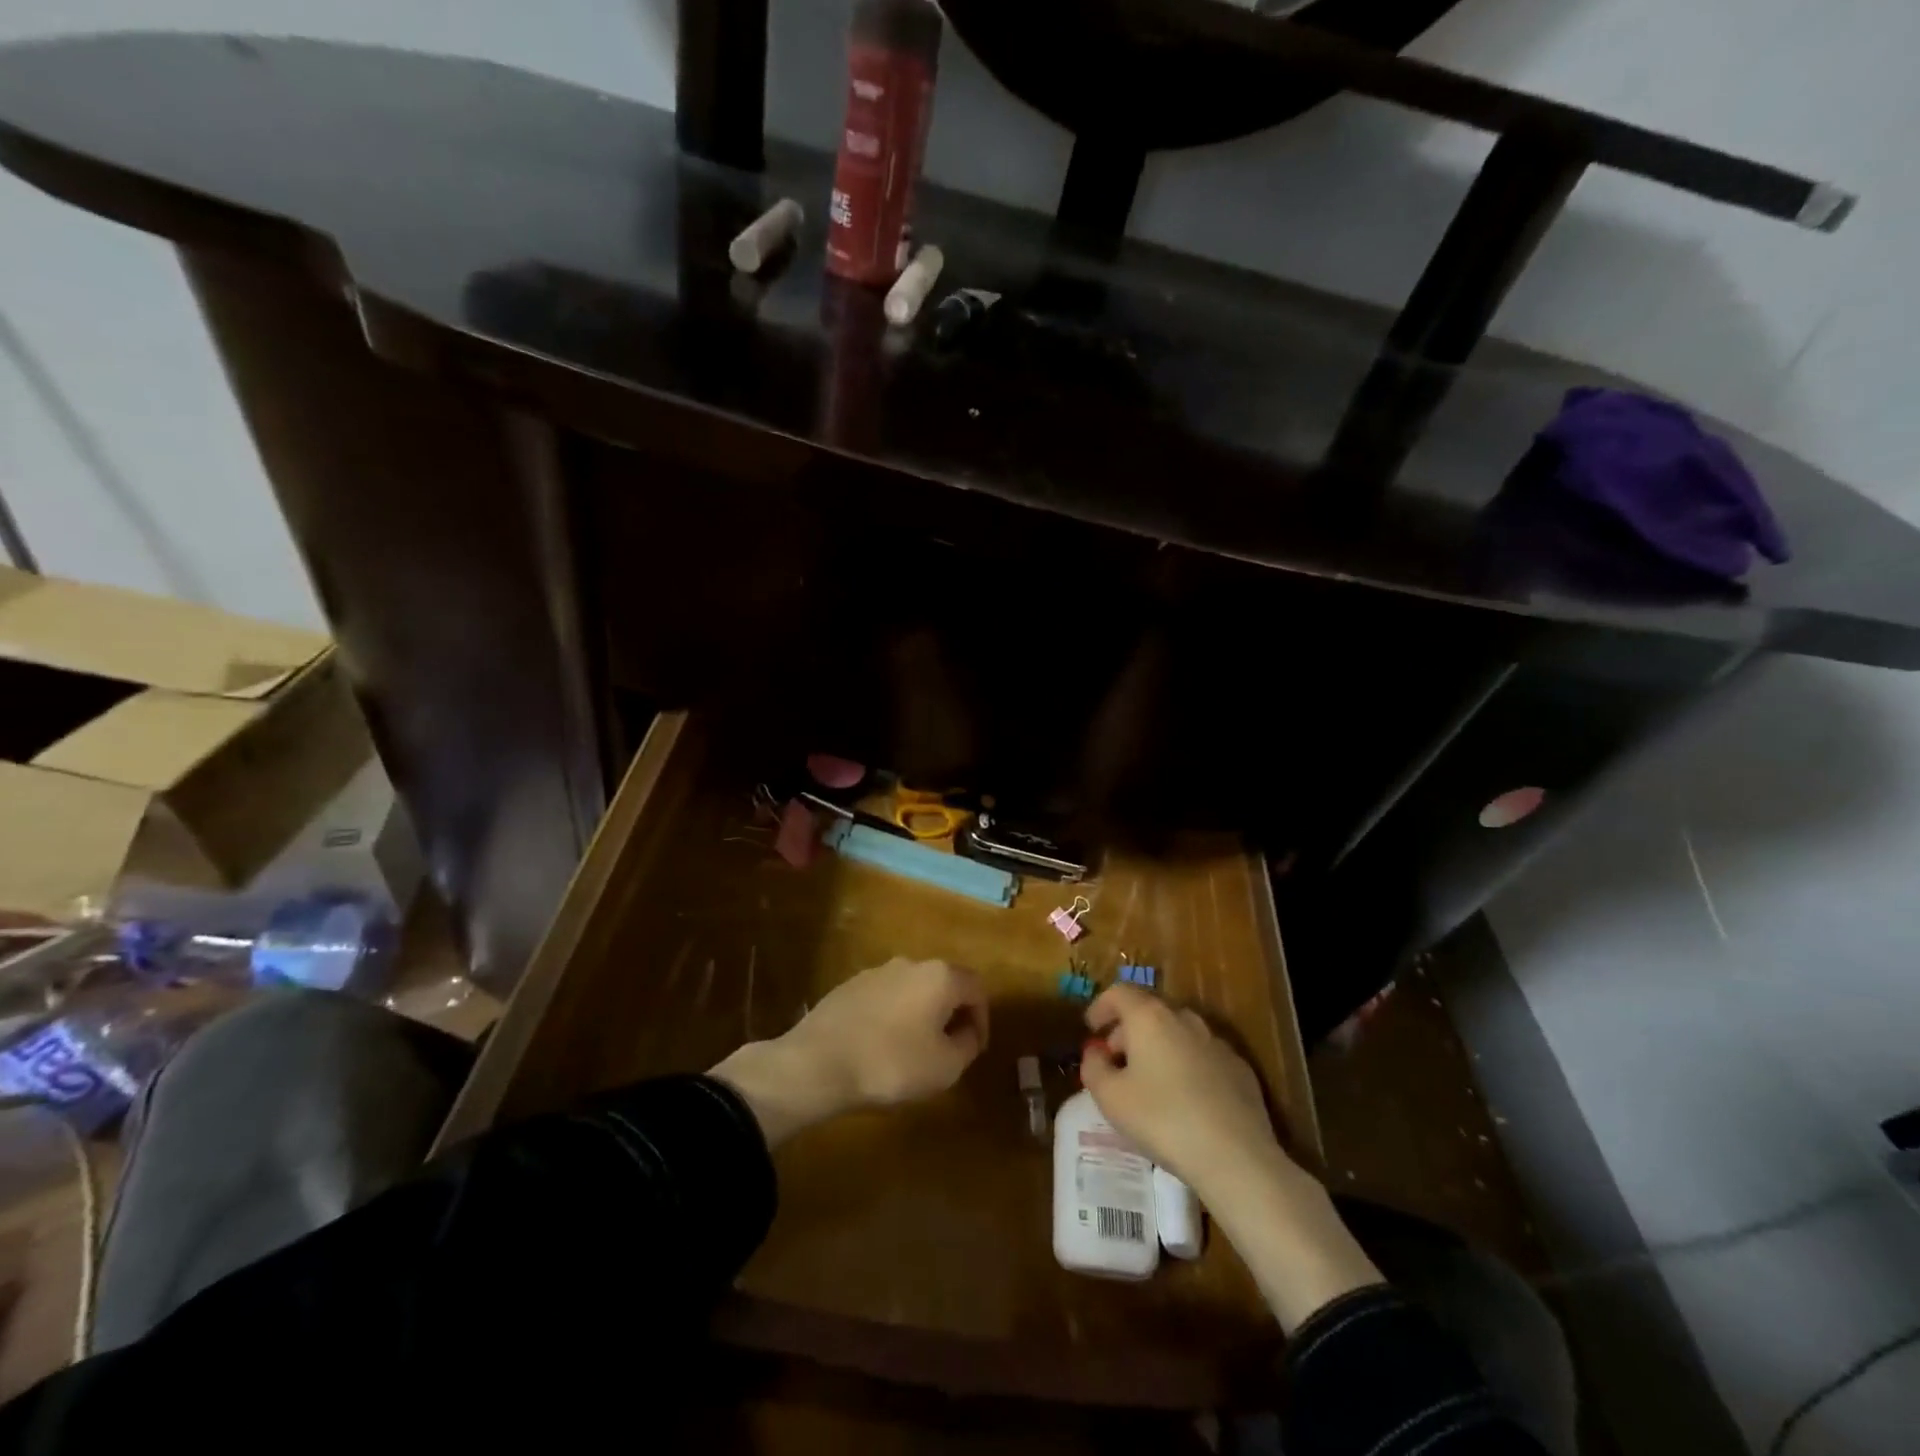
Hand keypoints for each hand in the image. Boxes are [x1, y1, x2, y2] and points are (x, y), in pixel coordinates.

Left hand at [712, 958, 986, 1145]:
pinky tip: (880, 1047)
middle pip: (943, 984)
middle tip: (947, 1050)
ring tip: (913, 1052)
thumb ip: (967, 1045)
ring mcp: (875, 972)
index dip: (982, 1020)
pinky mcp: (848, 987)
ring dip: (919, 1016)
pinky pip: (883, 999)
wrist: (818, 1063)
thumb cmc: (892, 1064)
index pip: (976, 989)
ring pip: (911, 990)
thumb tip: (966, 1032)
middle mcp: (910, 963)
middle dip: (950, 1015)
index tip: (974, 1049)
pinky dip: (891, 1018)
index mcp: (940, 976)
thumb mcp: (946, 1067)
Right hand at [1079, 983, 1284, 1197]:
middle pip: (1149, 1012)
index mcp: (1150, 1017)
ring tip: (1148, 1082)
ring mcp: (1216, 1042)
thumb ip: (1093, 1067)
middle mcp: (1185, 1019)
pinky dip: (1185, 1066)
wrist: (1236, 1156)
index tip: (1091, 1028)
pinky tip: (1184, 1099)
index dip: (1101, 1006)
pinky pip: (1202, 1056)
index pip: (1120, 993)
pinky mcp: (1240, 1069)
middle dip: (1128, 1031)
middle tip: (1115, 1061)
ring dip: (1158, 1048)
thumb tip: (1095, 1053)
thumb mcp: (1110, 1097)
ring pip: (1178, 1033)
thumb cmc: (1162, 1119)